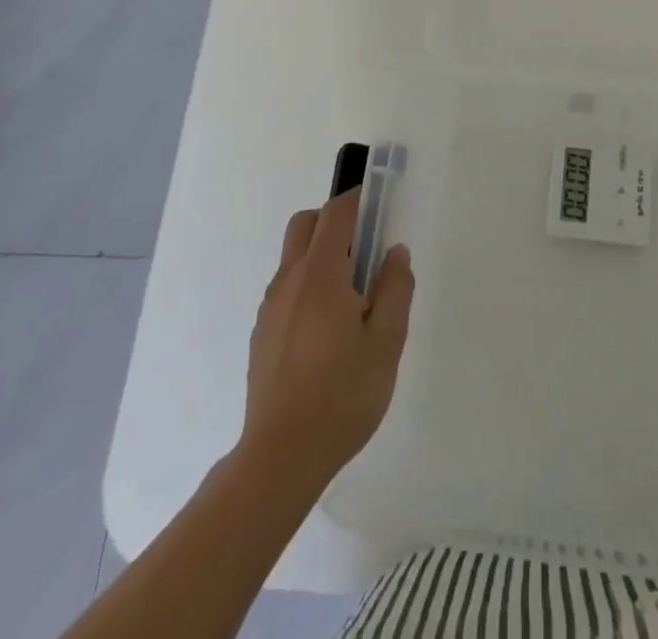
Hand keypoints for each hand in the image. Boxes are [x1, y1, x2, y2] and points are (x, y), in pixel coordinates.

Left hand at [239, 187, 414, 492]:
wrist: (280, 458)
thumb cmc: (342, 395)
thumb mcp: (387, 341)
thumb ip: (395, 288)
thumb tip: (395, 252)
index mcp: (321, 274)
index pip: (336, 214)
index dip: (358, 198)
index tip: (381, 201)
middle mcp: (289, 281)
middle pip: (306, 224)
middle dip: (335, 220)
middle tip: (367, 246)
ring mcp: (270, 308)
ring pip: (294, 257)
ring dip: (322, 253)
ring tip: (353, 295)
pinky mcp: (262, 334)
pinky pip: (287, 288)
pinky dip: (308, 284)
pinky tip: (328, 328)